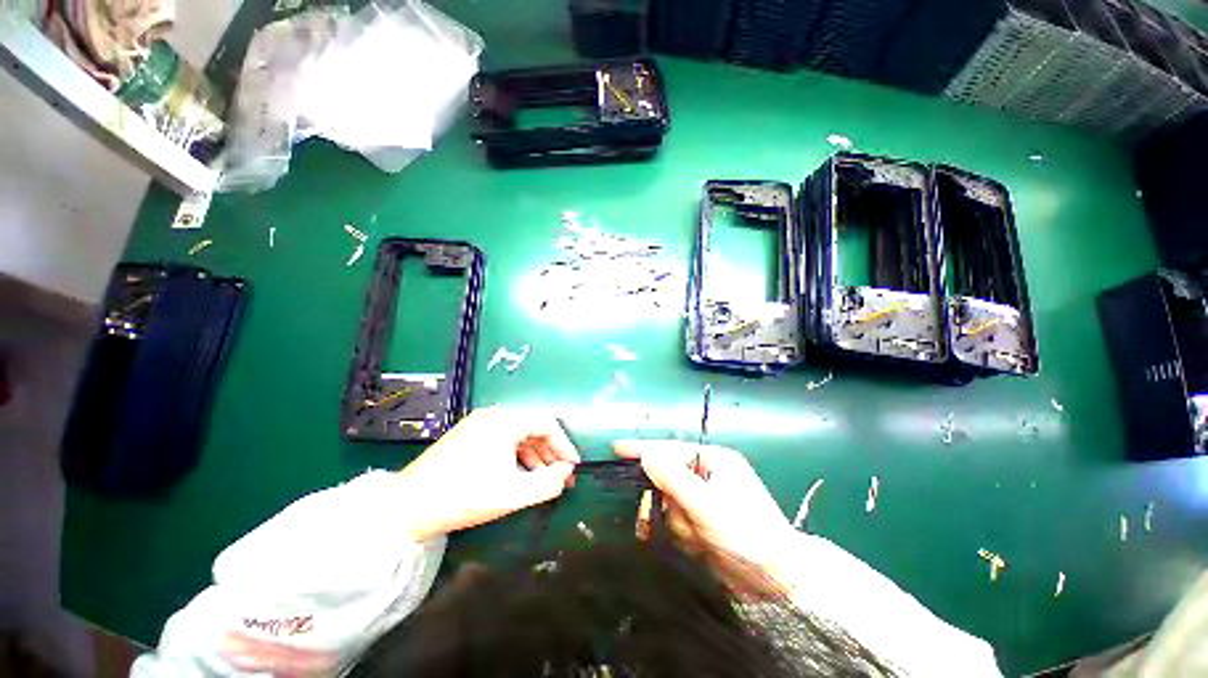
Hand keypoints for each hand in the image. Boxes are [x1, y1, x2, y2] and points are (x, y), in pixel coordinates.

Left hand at [395, 407, 579, 540]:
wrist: (406, 507)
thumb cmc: (463, 497)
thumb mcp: (512, 494)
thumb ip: (547, 484)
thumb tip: (566, 474)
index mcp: (504, 421)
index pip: (547, 423)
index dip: (564, 444)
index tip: (573, 466)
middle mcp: (493, 416)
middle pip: (533, 427)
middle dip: (551, 451)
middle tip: (561, 475)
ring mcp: (479, 424)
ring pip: (519, 434)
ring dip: (536, 454)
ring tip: (544, 478)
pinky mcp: (469, 436)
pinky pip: (504, 440)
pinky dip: (518, 455)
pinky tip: (520, 474)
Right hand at [614, 440, 793, 569]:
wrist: (775, 583)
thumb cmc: (746, 535)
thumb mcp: (707, 505)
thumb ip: (673, 478)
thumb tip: (646, 454)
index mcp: (713, 460)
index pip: (670, 449)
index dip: (643, 449)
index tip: (617, 448)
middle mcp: (707, 475)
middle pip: (666, 479)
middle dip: (670, 501)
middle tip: (681, 518)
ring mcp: (704, 500)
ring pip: (668, 504)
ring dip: (679, 523)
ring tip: (701, 537)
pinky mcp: (701, 522)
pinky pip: (675, 521)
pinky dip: (681, 533)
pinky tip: (696, 545)